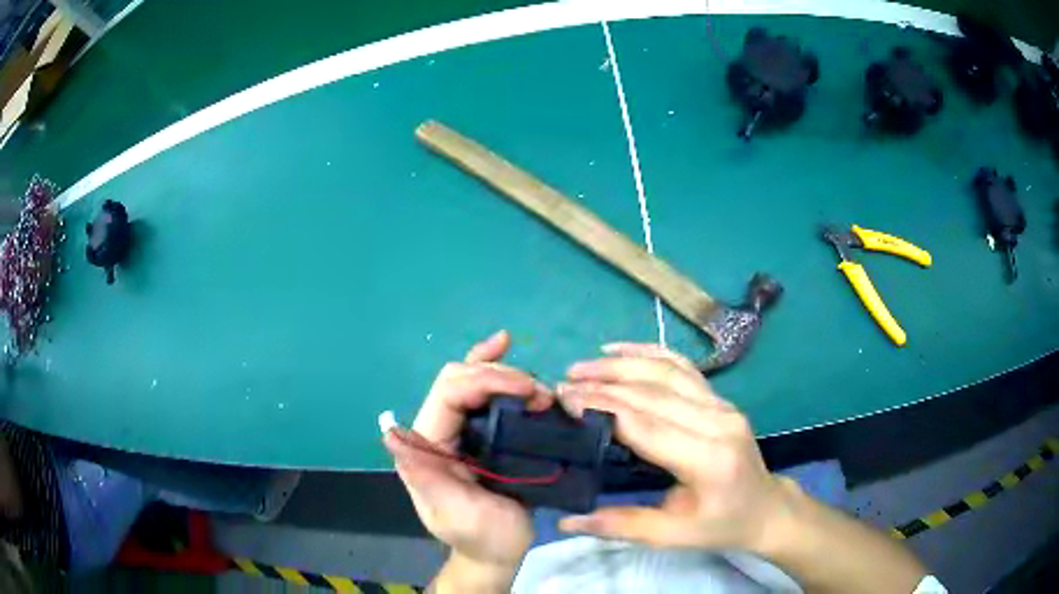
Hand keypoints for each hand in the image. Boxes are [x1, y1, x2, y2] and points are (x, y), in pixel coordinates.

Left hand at [383, 330, 552, 571]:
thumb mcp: (456, 514)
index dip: (486, 379)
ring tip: (540, 390)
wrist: (497, 553)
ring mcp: (461, 430)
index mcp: (426, 445)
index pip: (448, 393)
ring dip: (507, 374)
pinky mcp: (483, 434)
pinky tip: (509, 351)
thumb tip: (391, 433)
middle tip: (539, 392)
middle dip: (499, 374)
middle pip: (461, 378)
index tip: (528, 388)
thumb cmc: (480, 537)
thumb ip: (425, 477)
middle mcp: (439, 430)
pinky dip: (499, 372)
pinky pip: (487, 394)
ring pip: (475, 380)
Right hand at [556, 342, 790, 552]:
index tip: (564, 400)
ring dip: (621, 364)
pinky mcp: (720, 398)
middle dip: (603, 384)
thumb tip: (567, 521)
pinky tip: (619, 349)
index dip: (603, 408)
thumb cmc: (721, 526)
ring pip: (666, 371)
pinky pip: (683, 366)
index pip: (646, 424)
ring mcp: (722, 404)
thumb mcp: (673, 537)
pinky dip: (649, 352)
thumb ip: (622, 526)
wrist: (766, 508)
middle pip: (653, 392)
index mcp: (708, 457)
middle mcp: (718, 421)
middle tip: (562, 385)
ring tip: (581, 367)